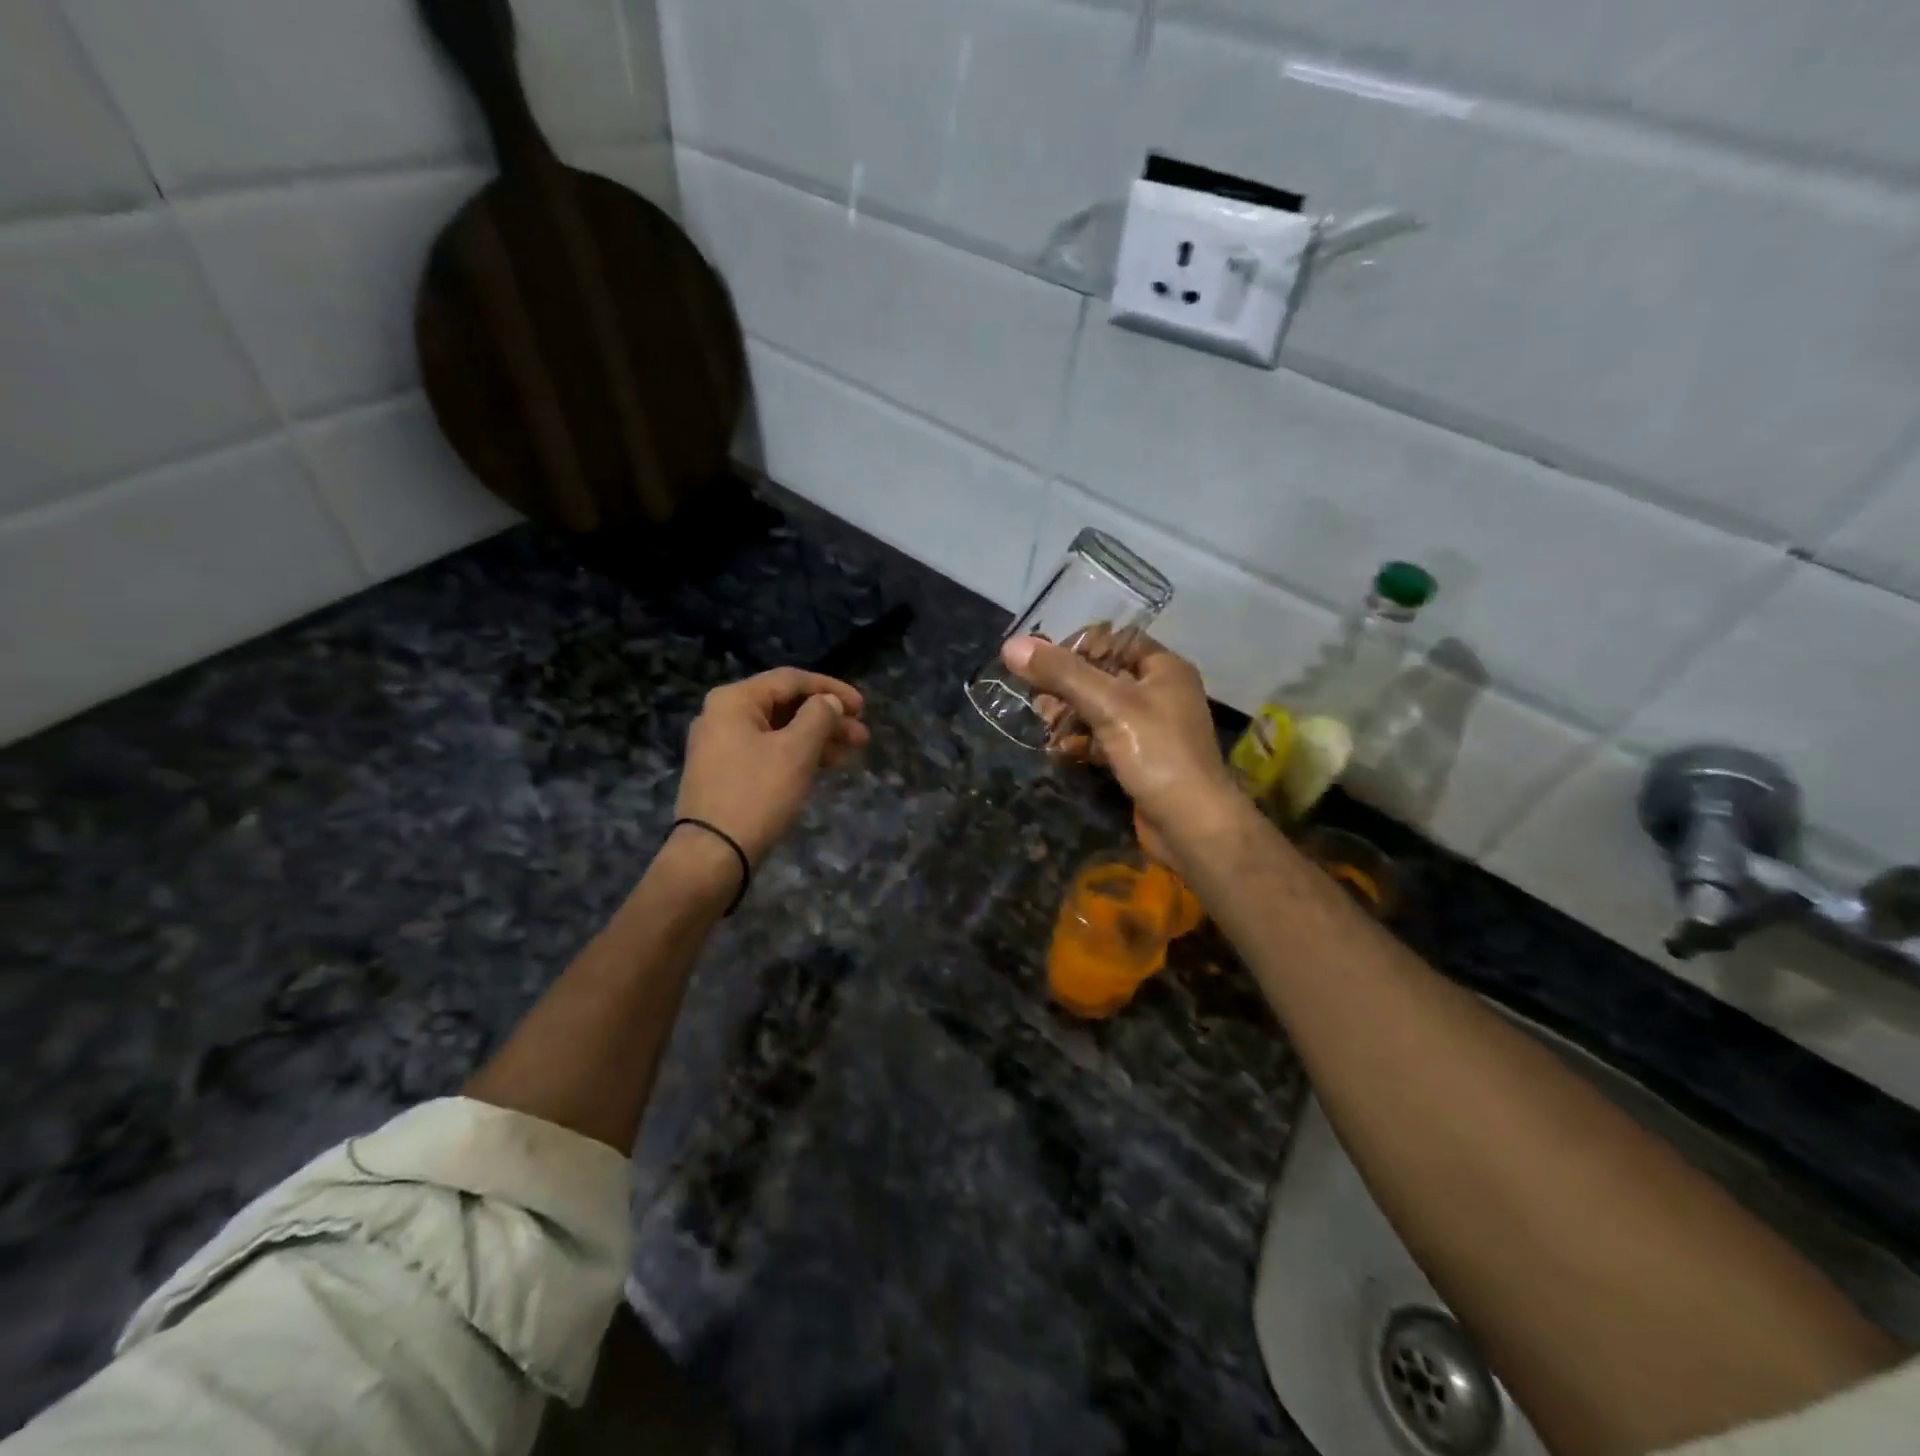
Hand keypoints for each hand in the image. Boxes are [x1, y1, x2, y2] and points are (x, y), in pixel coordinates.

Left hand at [674, 669, 868, 864]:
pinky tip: (824, 766)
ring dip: (817, 738)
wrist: (712, 855)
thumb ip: (819, 717)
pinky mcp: (725, 772)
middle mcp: (723, 715)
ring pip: (779, 731)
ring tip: (851, 753)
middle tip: (862, 736)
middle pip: (785, 705)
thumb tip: (829, 702)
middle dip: (827, 718)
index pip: (791, 680)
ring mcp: (721, 745)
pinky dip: (797, 755)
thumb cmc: (757, 794)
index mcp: (734, 700)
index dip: (831, 689)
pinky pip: (768, 751)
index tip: (863, 707)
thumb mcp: (796, 751)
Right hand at [1002, 633, 1240, 863]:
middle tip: (1040, 702)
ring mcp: (1150, 728)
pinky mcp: (1139, 759)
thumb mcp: (1108, 705)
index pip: (1114, 640)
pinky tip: (1061, 751)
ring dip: (1069, 715)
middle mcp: (1159, 692)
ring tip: (1046, 727)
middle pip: (1102, 675)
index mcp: (1163, 668)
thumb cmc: (1157, 753)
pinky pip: (1103, 738)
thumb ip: (1061, 673)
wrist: (1192, 825)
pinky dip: (1082, 741)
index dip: (1078, 648)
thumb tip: (1011, 645)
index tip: (1045, 666)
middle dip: (1066, 687)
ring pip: (1100, 709)